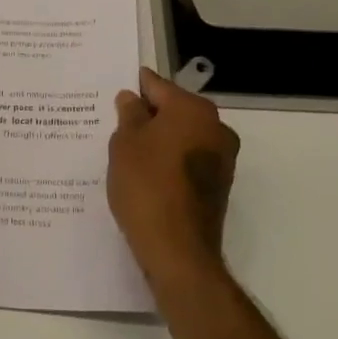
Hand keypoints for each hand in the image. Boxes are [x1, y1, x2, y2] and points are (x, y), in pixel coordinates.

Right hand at [109, 66, 240, 282]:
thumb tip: (133, 99)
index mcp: (193, 109)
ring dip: (158, 141)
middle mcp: (215, 127)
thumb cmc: (147, 186)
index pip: (157, 86)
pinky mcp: (219, 186)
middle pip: (174, 111)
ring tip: (126, 152)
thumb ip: (129, 114)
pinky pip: (188, 161)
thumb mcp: (125, 143)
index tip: (115, 92)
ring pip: (182, 137)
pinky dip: (169, 162)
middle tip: (115, 124)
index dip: (134, 88)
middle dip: (147, 116)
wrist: (178, 251)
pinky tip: (145, 174)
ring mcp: (222, 159)